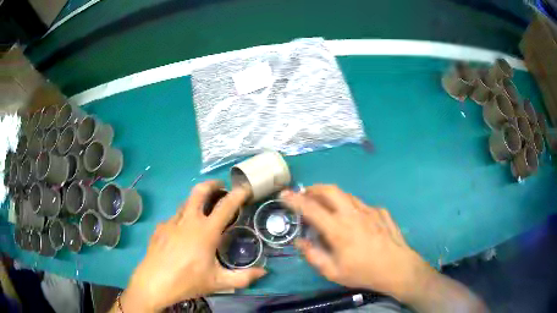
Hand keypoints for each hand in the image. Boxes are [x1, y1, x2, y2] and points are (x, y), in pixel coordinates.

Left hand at [121, 181, 265, 311]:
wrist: (154, 282)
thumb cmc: (188, 281)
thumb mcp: (219, 282)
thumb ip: (244, 277)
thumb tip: (264, 272)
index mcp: (206, 231)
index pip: (225, 206)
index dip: (237, 194)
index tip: (244, 188)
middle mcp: (188, 220)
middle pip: (199, 191)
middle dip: (212, 184)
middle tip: (220, 186)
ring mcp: (171, 222)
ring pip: (186, 203)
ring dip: (196, 202)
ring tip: (202, 213)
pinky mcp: (160, 228)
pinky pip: (174, 218)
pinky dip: (183, 220)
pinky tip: (182, 235)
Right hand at [280, 185, 428, 301]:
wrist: (397, 268)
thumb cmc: (363, 272)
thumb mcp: (332, 271)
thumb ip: (313, 255)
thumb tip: (299, 241)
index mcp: (338, 229)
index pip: (311, 208)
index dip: (295, 199)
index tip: (284, 194)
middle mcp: (353, 214)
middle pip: (330, 190)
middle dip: (314, 189)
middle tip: (306, 195)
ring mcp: (369, 210)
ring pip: (346, 195)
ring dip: (332, 196)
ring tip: (326, 206)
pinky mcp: (380, 211)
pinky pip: (361, 205)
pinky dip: (350, 207)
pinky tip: (353, 221)